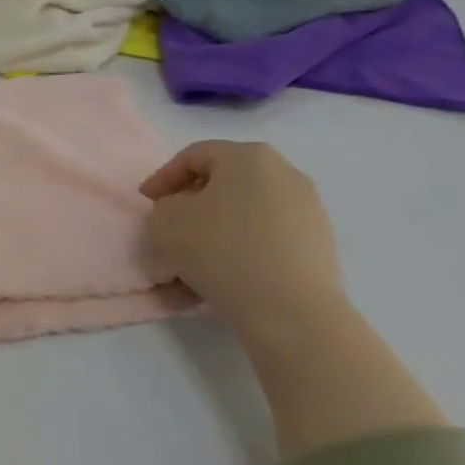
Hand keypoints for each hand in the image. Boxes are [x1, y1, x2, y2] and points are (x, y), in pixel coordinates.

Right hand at [139, 141, 344, 336]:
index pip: (193, 156)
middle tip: (170, 225)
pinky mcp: (318, 242)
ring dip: (215, 228)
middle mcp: (284, 173)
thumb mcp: (164, 220)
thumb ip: (165, 205)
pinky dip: (240, 248)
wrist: (289, 308)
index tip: (146, 203)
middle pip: (224, 181)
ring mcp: (307, 208)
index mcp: (248, 157)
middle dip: (192, 202)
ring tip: (193, 257)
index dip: (162, 177)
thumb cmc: (219, 249)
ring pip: (245, 211)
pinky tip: (222, 274)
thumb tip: (184, 211)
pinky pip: (266, 236)